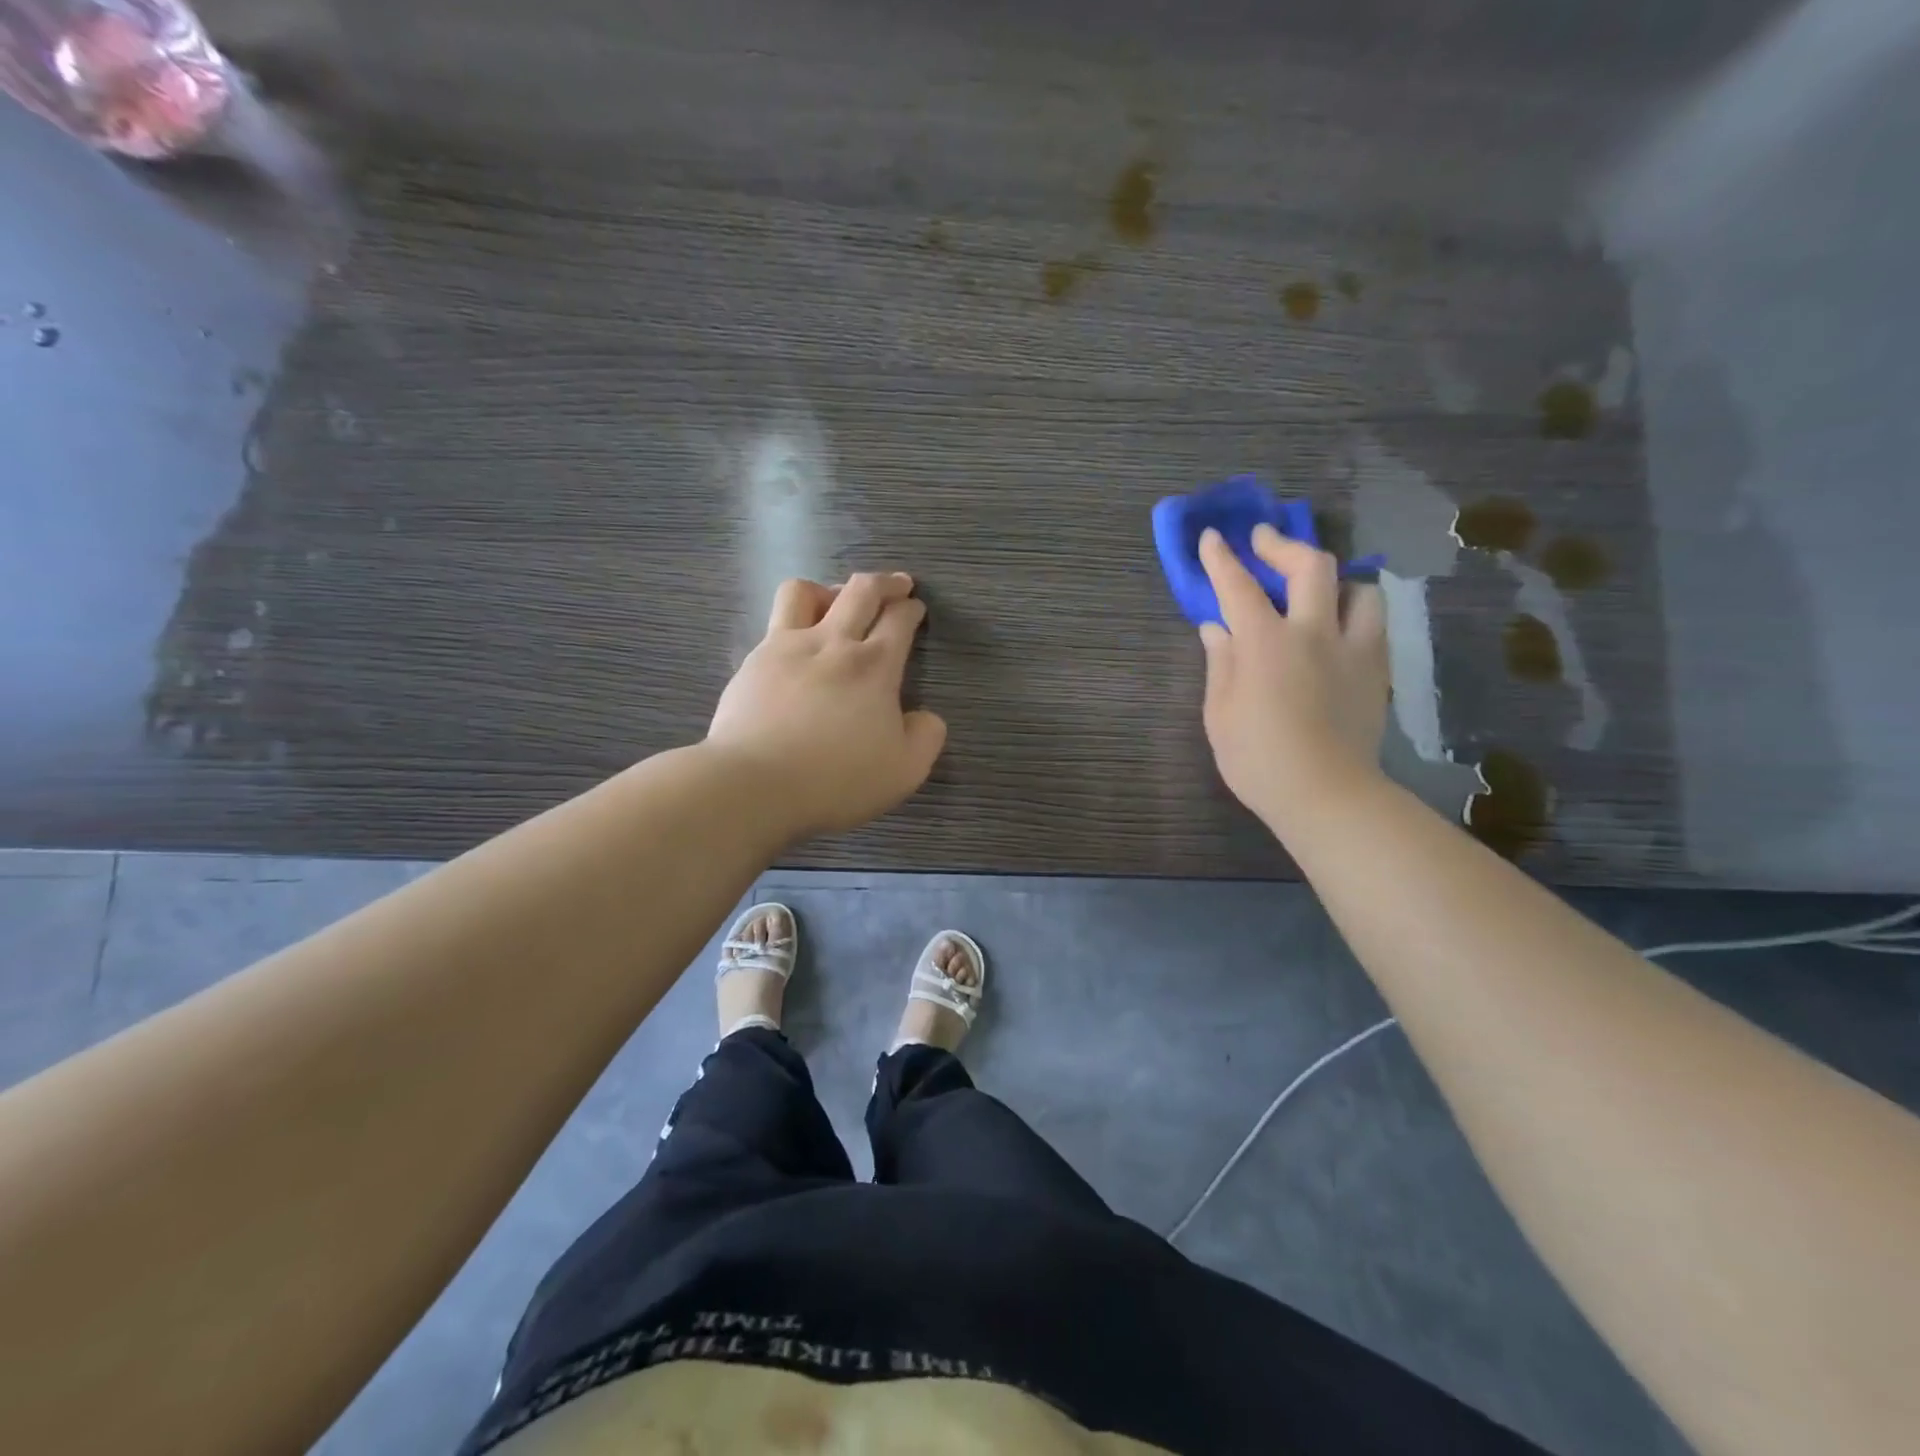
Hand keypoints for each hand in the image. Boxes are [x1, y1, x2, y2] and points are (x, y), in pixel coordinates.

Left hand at [707, 571, 947, 840]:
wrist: (755, 783)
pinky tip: (795, 649)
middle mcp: (832, 643)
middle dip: (885, 583)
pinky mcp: (753, 662)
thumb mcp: (904, 770)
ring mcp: (786, 647)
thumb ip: (926, 737)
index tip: (916, 608)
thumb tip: (926, 716)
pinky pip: (774, 625)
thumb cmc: (836, 779)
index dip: (912, 609)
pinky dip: (792, 625)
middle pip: (861, 590)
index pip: (899, 619)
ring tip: (834, 605)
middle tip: (896, 586)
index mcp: (875, 666)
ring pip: (805, 591)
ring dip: (828, 590)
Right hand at [1197, 526, 1389, 828]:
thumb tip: (1217, 629)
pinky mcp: (1377, 670)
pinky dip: (1353, 612)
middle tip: (1264, 542)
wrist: (1326, 794)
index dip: (1222, 559)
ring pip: (1358, 588)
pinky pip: (1372, 623)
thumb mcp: (1219, 714)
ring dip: (1333, 581)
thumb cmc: (1258, 759)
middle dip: (1283, 546)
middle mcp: (1313, 633)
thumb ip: (1220, 663)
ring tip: (1317, 591)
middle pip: (1310, 567)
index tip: (1212, 538)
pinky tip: (1338, 629)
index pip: (1239, 587)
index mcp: (1265, 644)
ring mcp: (1353, 649)